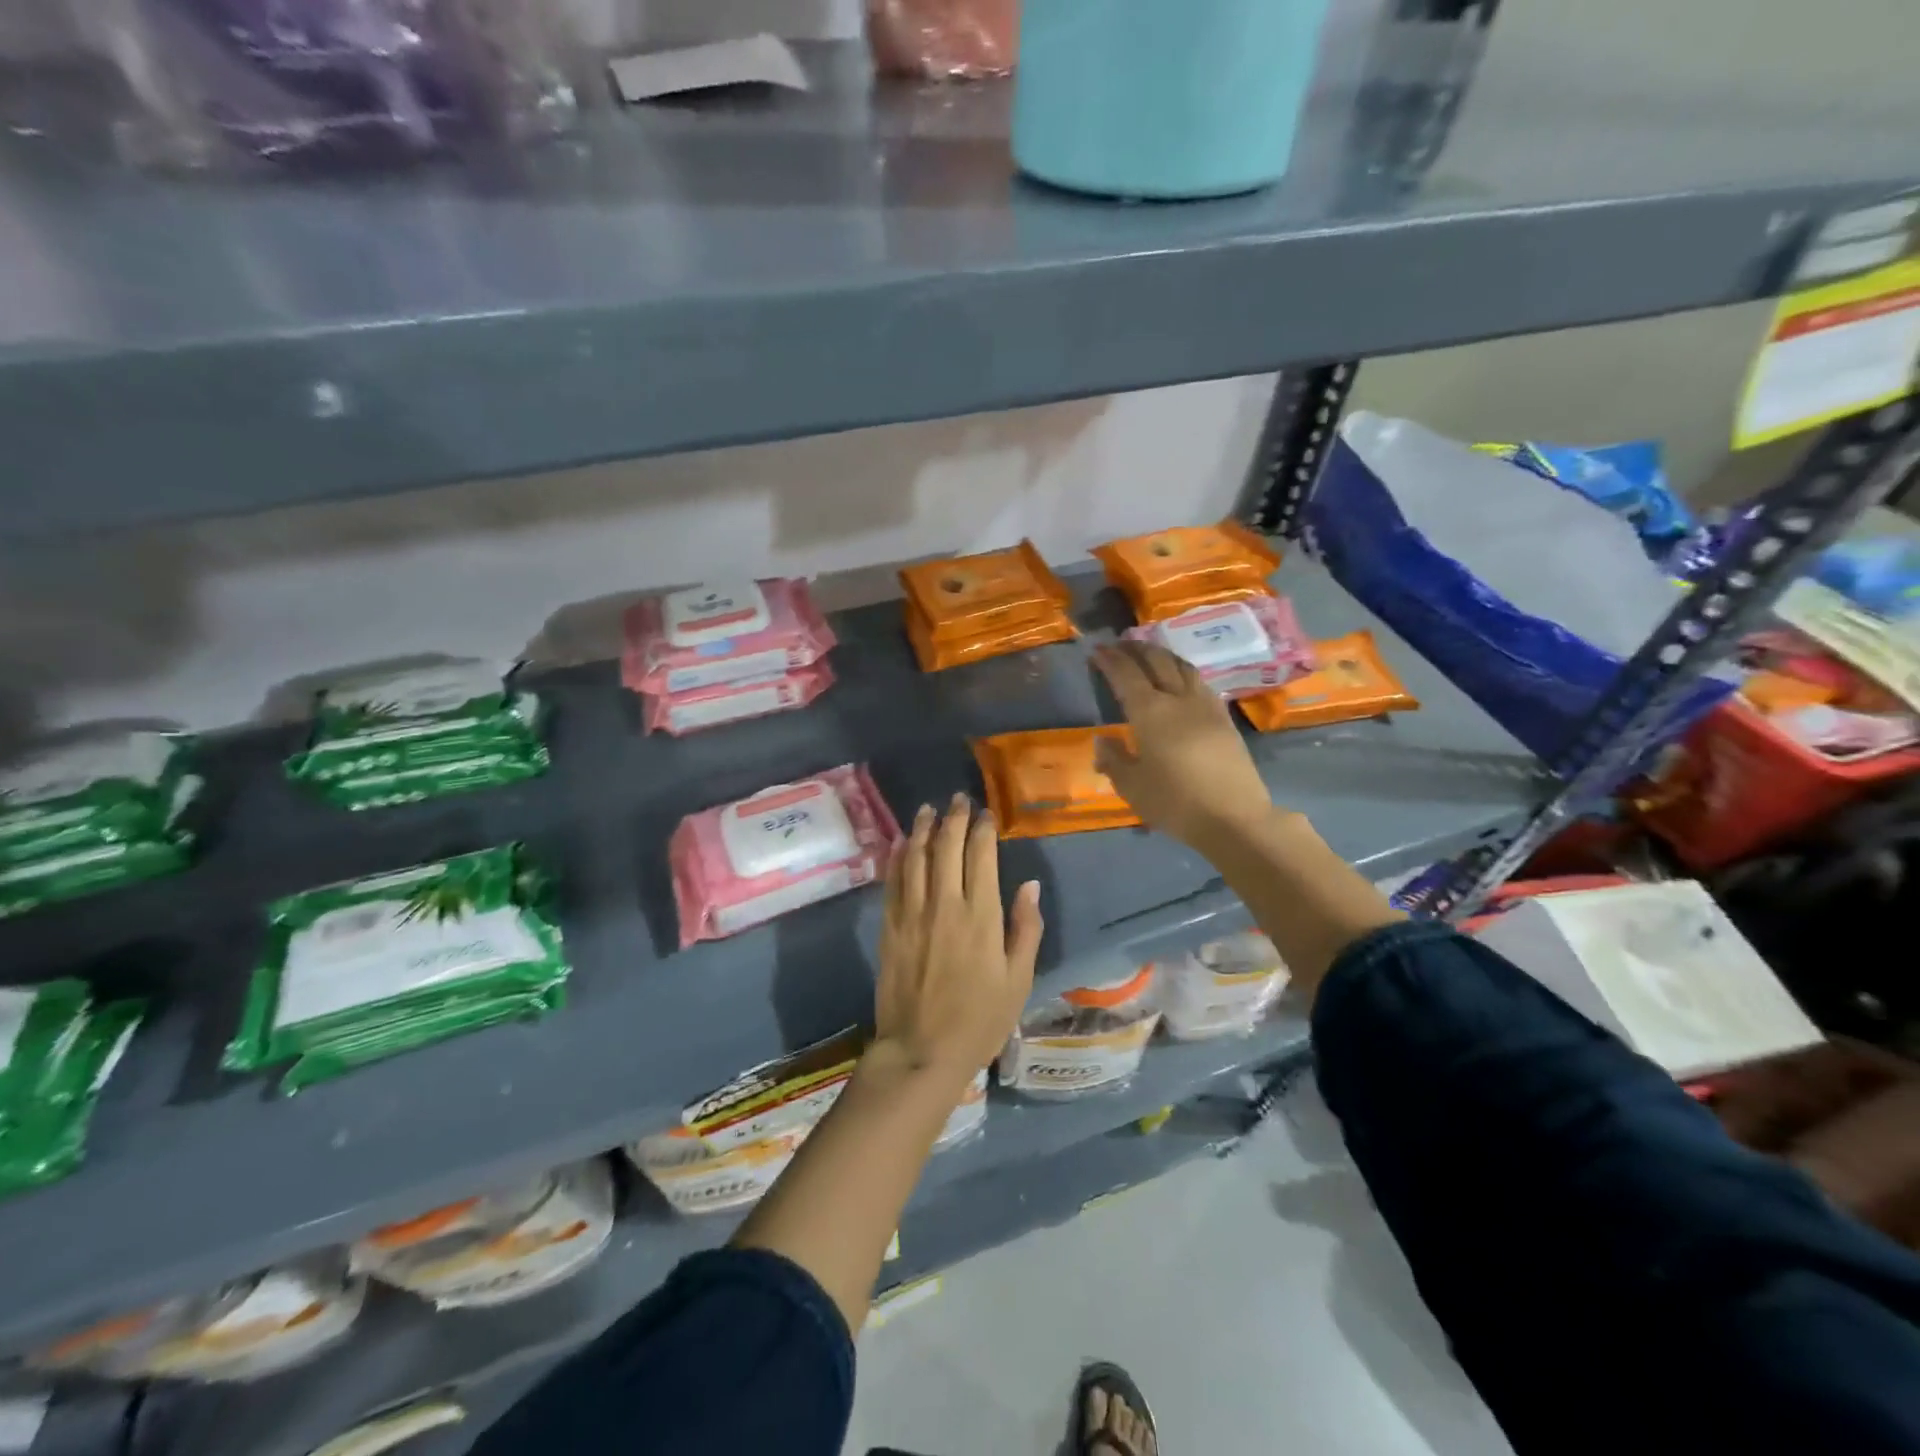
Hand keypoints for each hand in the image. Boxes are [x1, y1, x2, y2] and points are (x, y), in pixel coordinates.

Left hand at [876, 794, 1042, 1083]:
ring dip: (924, 829)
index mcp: (981, 917)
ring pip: (917, 858)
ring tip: (929, 808)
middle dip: (954, 818)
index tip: (986, 814)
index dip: (983, 830)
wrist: (921, 1051)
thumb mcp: (1018, 980)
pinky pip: (893, 881)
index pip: (981, 857)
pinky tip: (902, 841)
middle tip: (958, 799)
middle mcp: (945, 905)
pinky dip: (898, 857)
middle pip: (947, 848)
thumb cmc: (979, 1020)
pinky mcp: (890, 927)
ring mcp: (913, 914)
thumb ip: (1026, 929)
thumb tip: (1029, 885)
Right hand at [1093, 641, 1275, 848]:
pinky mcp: (1224, 718)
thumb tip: (1103, 741)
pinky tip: (1181, 680)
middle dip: (1136, 649)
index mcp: (1150, 712)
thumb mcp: (1132, 786)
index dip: (1111, 660)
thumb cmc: (1175, 802)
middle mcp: (1178, 699)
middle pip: (1157, 662)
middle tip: (1121, 644)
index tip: (1098, 650)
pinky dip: (1183, 672)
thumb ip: (1114, 760)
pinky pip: (1200, 683)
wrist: (1234, 817)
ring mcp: (1206, 706)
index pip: (1126, 675)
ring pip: (1183, 667)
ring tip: (1150, 654)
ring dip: (1163, 655)